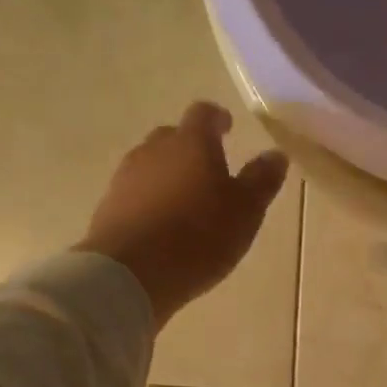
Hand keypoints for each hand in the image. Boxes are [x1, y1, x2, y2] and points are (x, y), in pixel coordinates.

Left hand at [75, 102, 288, 326]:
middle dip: (192, 147)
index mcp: (192, 143)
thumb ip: (262, 180)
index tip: (227, 126)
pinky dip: (153, 200)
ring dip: (171, 175)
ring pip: (153, 164)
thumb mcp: (246, 211)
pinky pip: (138, 192)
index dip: (217, 118)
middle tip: (210, 168)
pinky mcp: (110, 205)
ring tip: (189, 201)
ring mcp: (127, 176)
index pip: (204, 114)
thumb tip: (276, 154)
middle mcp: (155, 150)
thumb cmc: (200, 237)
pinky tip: (165, 224)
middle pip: (174, 137)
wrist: (130, 272)